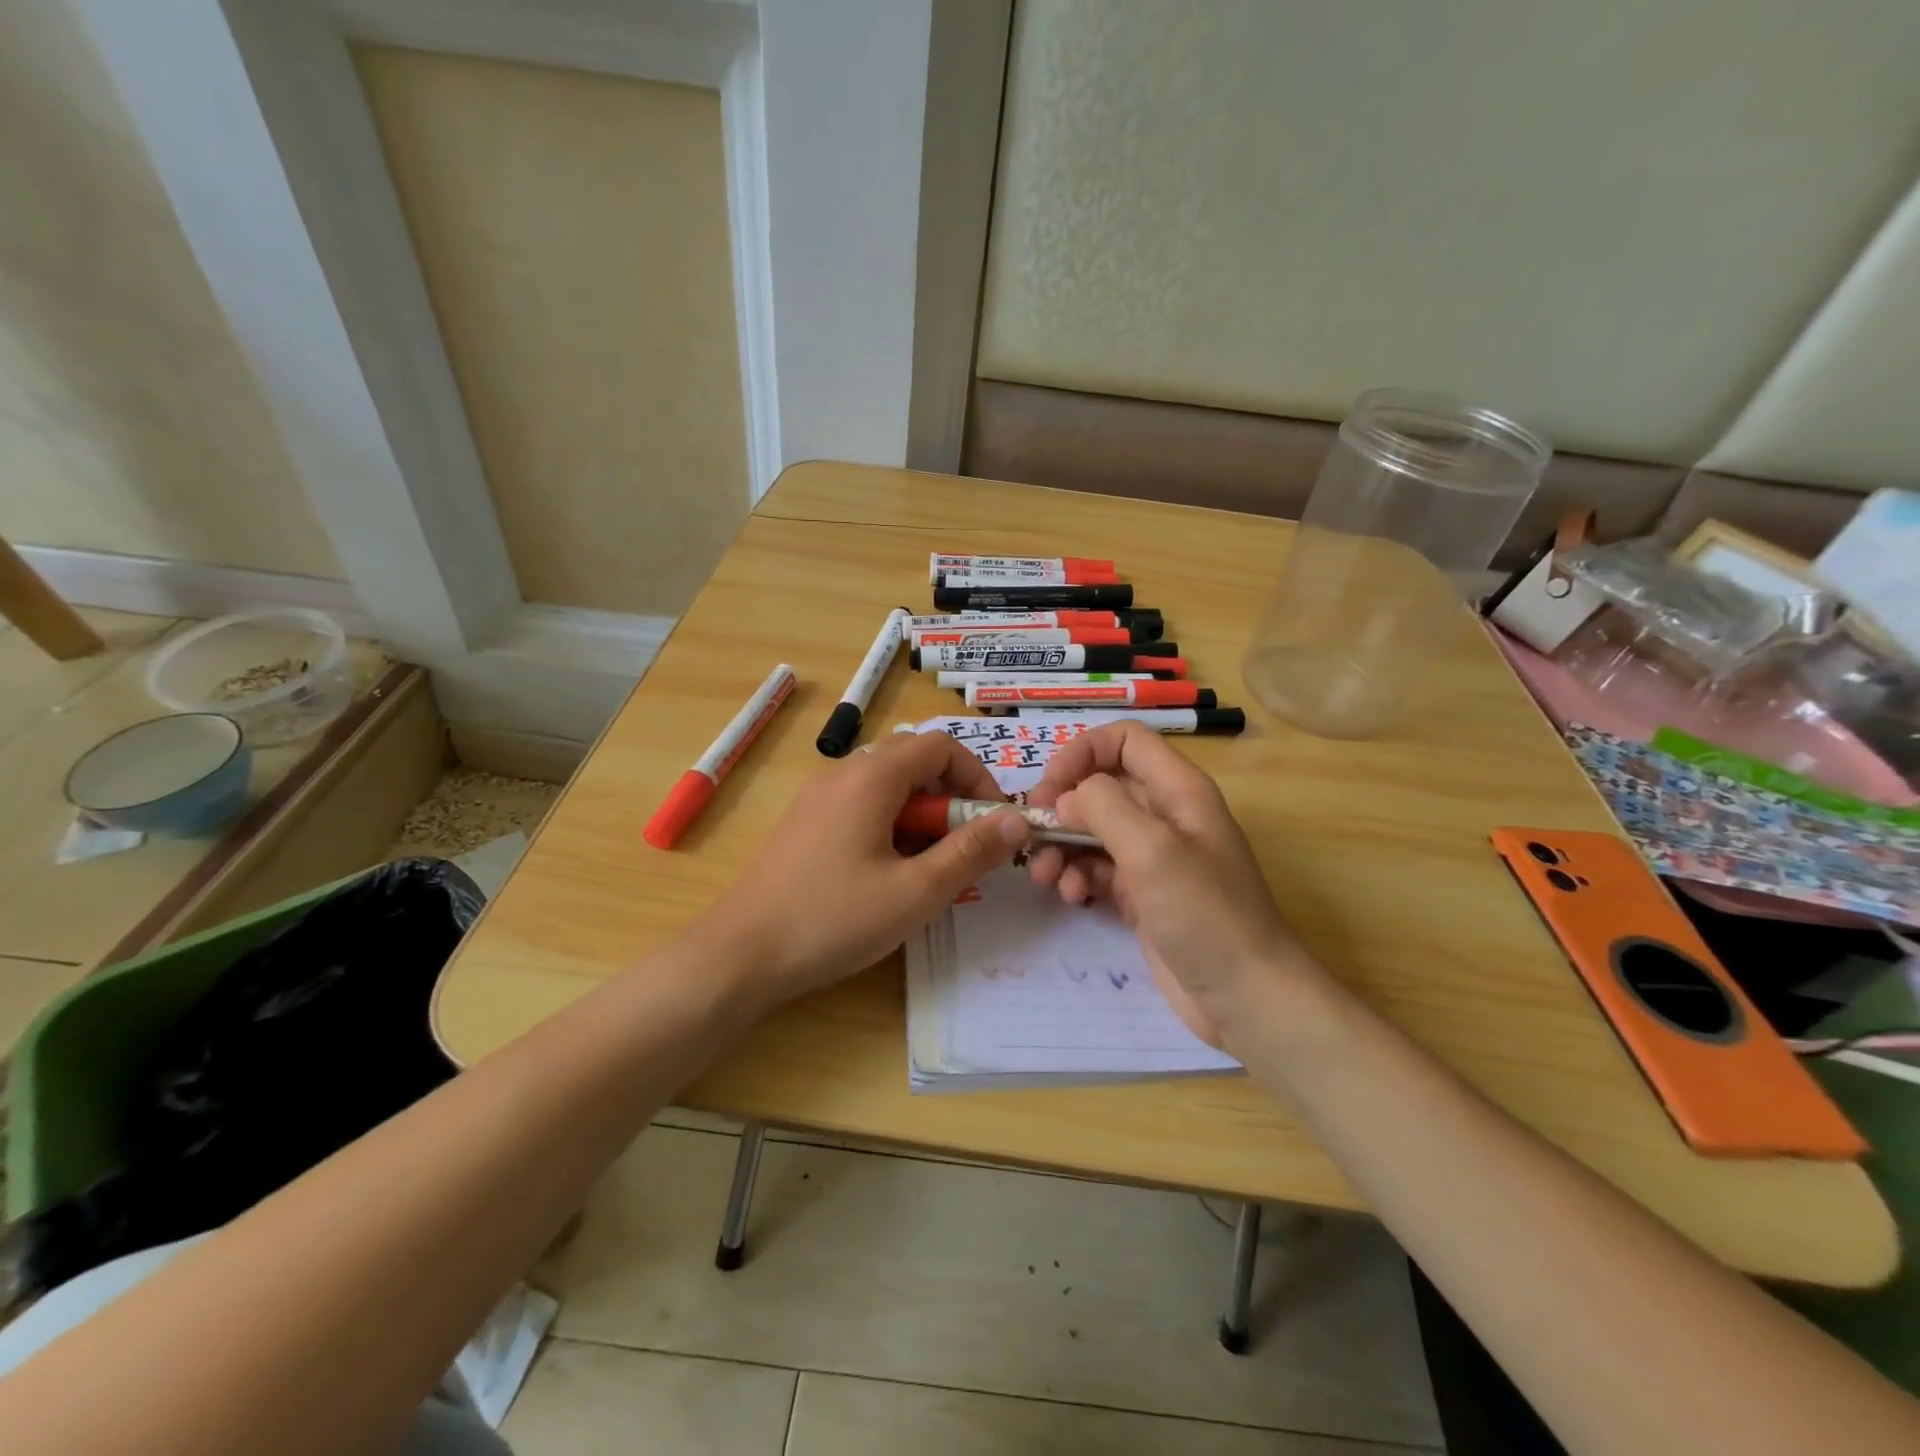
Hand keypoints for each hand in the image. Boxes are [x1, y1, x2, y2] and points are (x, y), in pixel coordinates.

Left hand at [701, 731, 1028, 1008]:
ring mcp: (818, 796)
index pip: (941, 746)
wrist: (741, 954)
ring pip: (887, 785)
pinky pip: (861, 805)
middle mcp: (842, 773)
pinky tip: (888, 873)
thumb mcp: (915, 891)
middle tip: (964, 848)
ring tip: (929, 867)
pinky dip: (890, 825)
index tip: (993, 822)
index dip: (977, 777)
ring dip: (921, 814)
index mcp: (871, 777)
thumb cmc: (833, 919)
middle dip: (950, 798)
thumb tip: (1016, 819)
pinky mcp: (805, 822)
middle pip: (913, 761)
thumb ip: (970, 852)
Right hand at [1027, 722, 1319, 1046]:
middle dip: (1063, 805)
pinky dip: (1077, 876)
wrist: (1246, 997)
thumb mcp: (1153, 850)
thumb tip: (1067, 797)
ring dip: (1062, 846)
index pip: (1124, 741)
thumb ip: (1105, 807)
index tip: (1051, 786)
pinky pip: (1097, 868)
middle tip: (1034, 832)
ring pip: (1093, 830)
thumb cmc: (1204, 914)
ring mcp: (1153, 856)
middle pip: (1102, 786)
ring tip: (1044, 876)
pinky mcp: (1142, 893)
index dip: (1083, 752)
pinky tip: (1071, 897)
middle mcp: (1165, 814)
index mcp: (1178, 790)